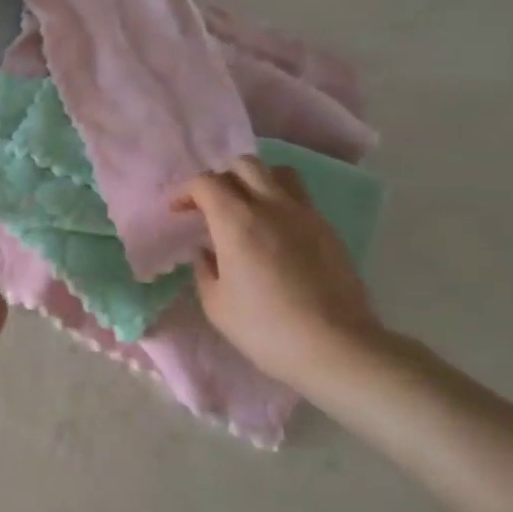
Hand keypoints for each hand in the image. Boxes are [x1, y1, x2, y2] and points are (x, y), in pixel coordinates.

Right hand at [172, 158, 387, 394]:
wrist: (334, 346)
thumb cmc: (265, 328)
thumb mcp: (216, 305)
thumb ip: (204, 269)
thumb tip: (207, 251)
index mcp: (237, 221)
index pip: (206, 183)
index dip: (186, 191)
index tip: (178, 211)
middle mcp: (271, 205)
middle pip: (244, 165)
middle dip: (220, 177)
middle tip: (210, 204)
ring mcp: (305, 214)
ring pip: (278, 173)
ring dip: (255, 180)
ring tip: (245, 206)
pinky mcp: (327, 229)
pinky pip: (299, 198)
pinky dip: (279, 201)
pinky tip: (274, 231)